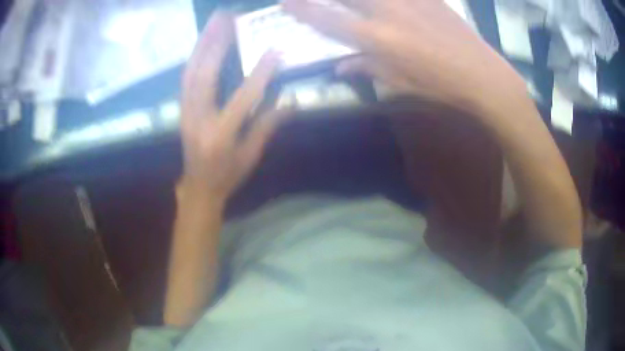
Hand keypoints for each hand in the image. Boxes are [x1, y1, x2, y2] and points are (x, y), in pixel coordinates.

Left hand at [180, 12, 287, 203]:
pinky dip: (195, 56)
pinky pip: (186, 77)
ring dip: (202, 43)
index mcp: (221, 135)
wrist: (199, 187)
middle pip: (204, 75)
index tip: (275, 50)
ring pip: (191, 71)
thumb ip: (268, 125)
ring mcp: (186, 112)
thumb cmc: (228, 175)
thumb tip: (292, 100)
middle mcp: (199, 119)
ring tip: (214, 21)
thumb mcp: (251, 155)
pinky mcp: (182, 108)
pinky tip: (203, 42)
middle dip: (217, 42)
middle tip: (227, 17)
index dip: (261, 72)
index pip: (243, 97)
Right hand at [283, 0, 523, 109]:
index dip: (302, 9)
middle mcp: (386, 11)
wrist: (481, 74)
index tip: (285, 3)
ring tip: (351, 3)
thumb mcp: (399, 83)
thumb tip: (339, 65)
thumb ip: (366, 68)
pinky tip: (388, 5)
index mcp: (376, 38)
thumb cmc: (439, 86)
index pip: (327, 19)